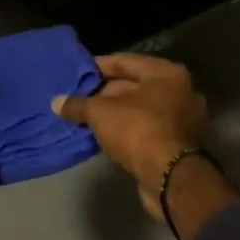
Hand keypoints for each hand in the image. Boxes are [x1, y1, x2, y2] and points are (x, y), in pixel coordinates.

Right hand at [52, 53, 207, 186]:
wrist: (170, 178)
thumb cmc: (138, 130)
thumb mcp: (100, 113)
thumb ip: (78, 104)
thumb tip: (56, 102)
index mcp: (166, 73)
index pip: (125, 61)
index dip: (98, 66)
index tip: (77, 72)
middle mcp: (180, 91)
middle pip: (135, 85)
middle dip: (105, 92)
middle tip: (79, 97)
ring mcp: (183, 118)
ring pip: (141, 109)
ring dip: (115, 113)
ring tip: (86, 117)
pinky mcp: (179, 143)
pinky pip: (148, 128)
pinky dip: (128, 129)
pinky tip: (104, 135)